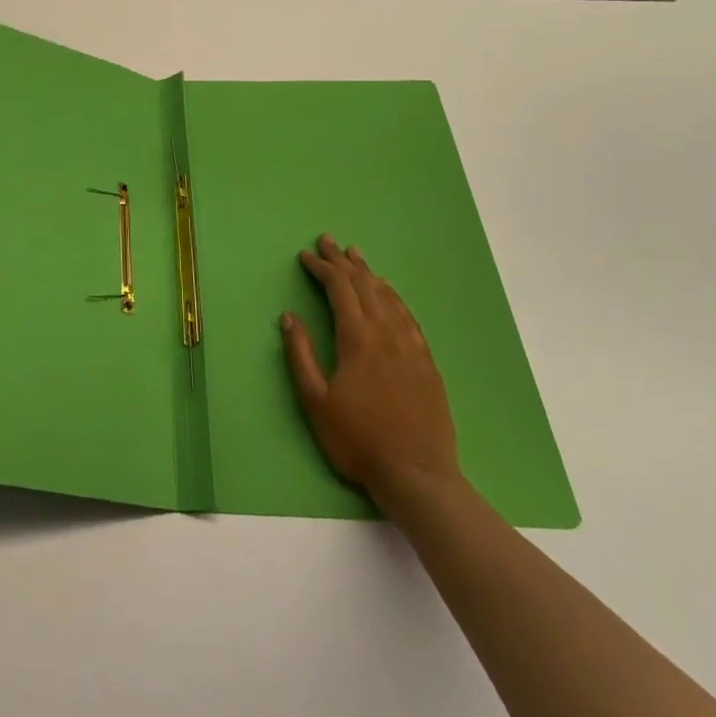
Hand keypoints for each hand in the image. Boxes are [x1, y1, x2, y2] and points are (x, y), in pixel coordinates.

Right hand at [281, 234, 462, 517]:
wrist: (417, 475)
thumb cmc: (358, 440)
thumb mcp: (316, 401)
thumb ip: (300, 355)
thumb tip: (288, 317)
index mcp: (358, 339)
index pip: (339, 290)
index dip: (321, 269)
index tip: (305, 256)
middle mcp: (387, 333)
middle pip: (364, 286)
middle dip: (343, 262)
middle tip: (327, 241)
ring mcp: (411, 347)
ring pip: (388, 297)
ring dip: (369, 273)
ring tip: (357, 256)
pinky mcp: (427, 363)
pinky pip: (408, 317)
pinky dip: (394, 297)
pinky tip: (389, 294)